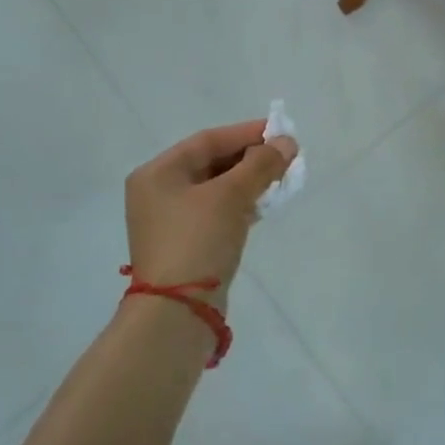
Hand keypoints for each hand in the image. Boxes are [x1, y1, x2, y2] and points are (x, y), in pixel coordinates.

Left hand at [126, 121, 296, 302]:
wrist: (177, 313)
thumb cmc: (198, 241)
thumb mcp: (231, 197)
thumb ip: (260, 165)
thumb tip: (287, 142)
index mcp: (157, 173)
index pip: (208, 140)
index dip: (246, 133)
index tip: (281, 131)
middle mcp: (158, 192)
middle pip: (211, 163)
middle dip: (250, 158)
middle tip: (286, 156)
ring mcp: (170, 221)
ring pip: (216, 189)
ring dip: (248, 182)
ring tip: (281, 179)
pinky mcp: (185, 244)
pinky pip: (216, 212)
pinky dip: (240, 205)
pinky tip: (264, 205)